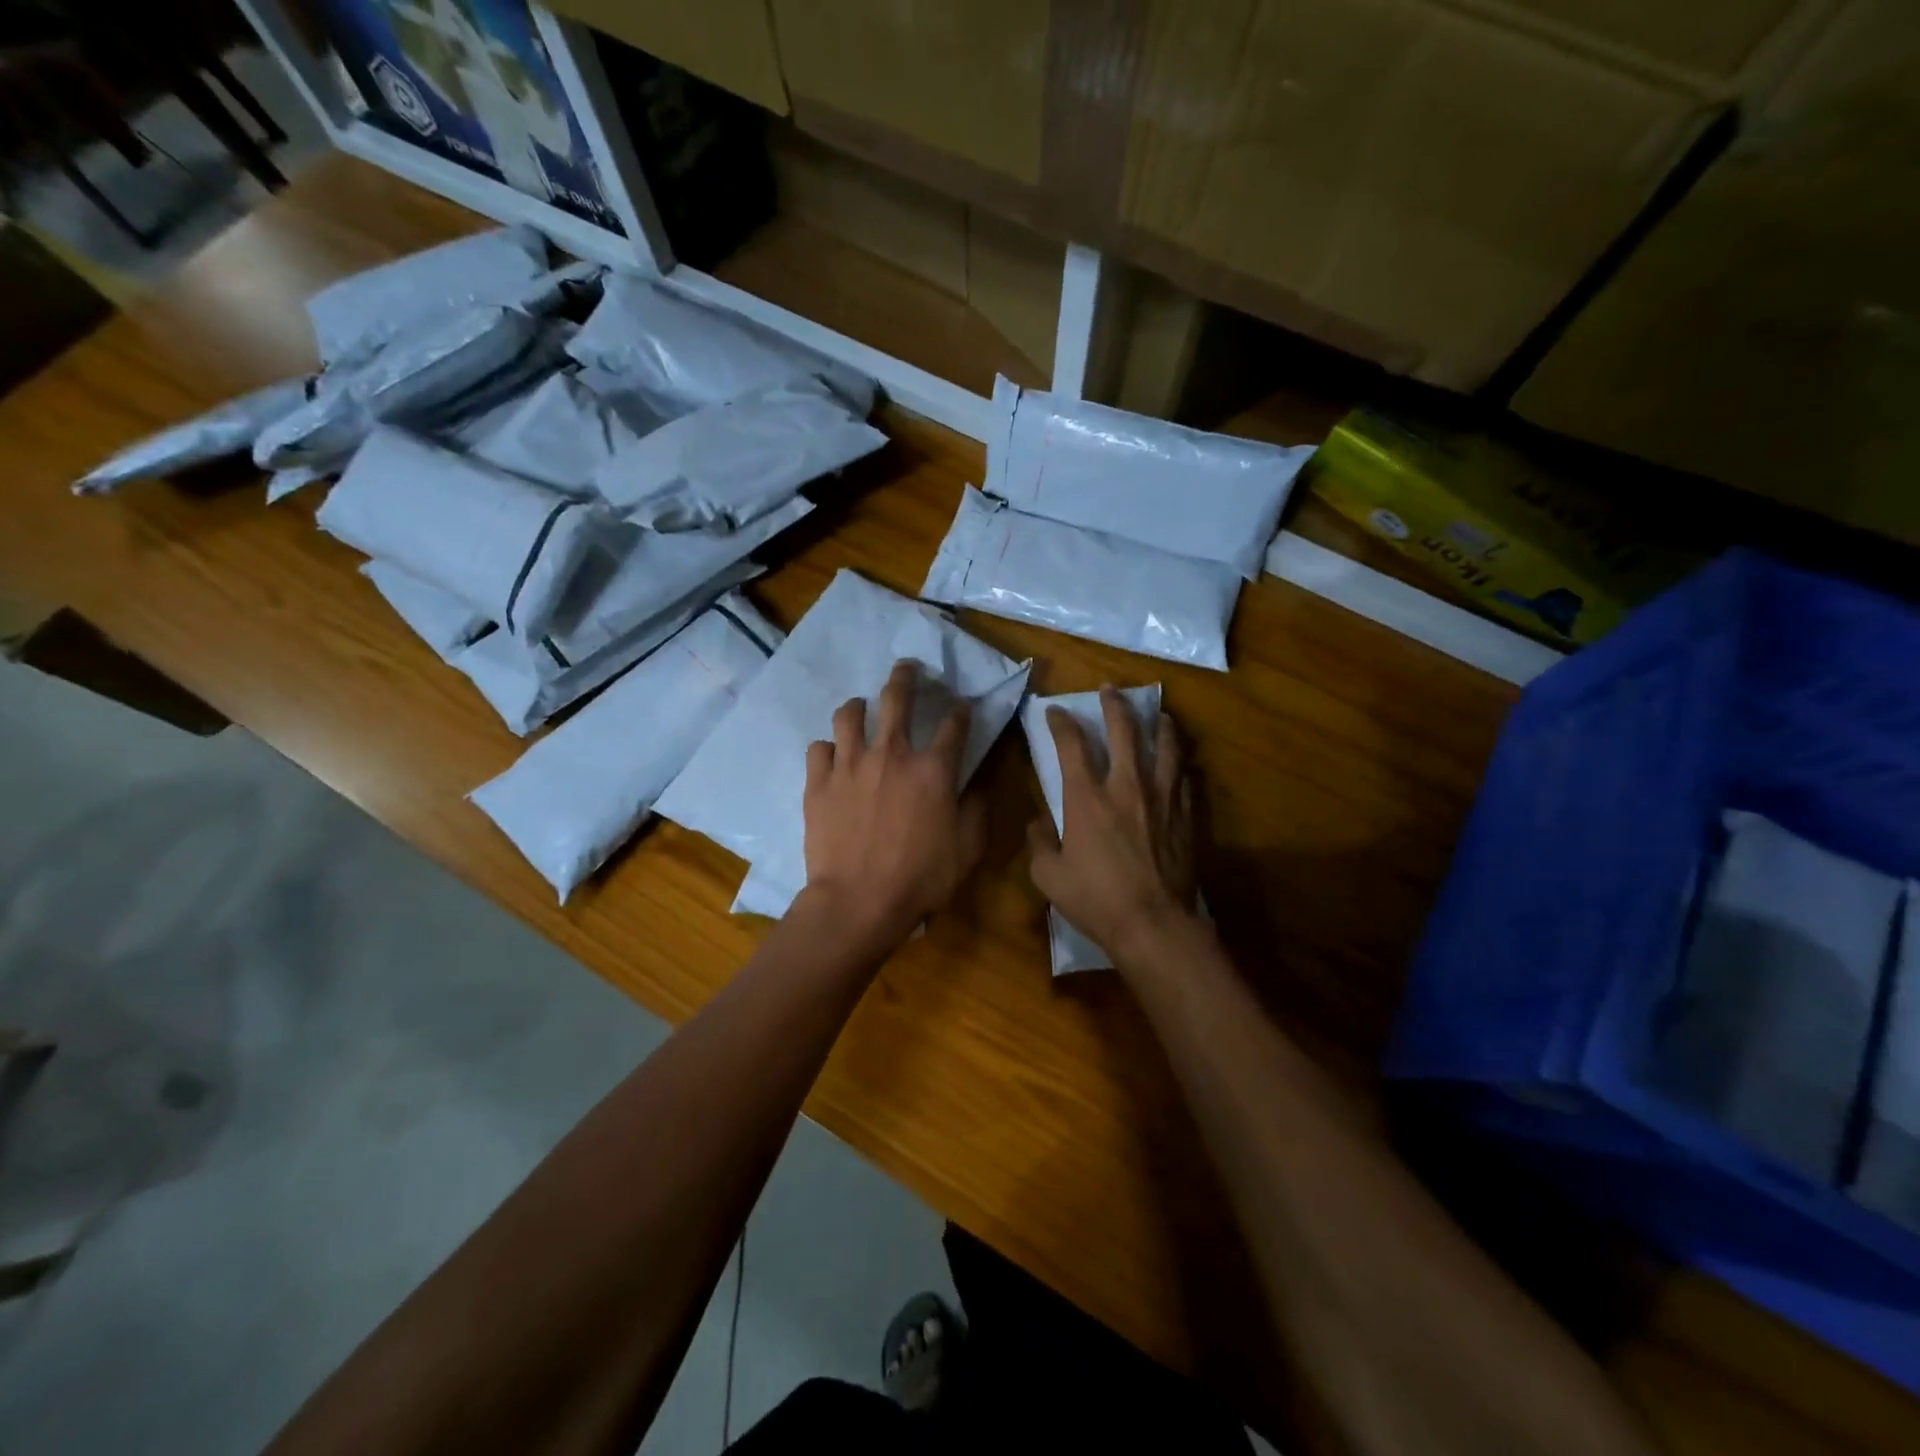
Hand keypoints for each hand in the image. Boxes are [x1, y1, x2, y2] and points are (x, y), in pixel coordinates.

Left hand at [802, 660, 988, 945]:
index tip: (962, 706)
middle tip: (906, 667)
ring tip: (859, 708)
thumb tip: (977, 783)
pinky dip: (828, 749)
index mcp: (933, 769)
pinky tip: (832, 757)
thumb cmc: (920, 878)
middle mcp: (891, 754)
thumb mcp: (968, 849)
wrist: (858, 902)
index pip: (954, 725)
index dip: (961, 711)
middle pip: (897, 698)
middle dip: (905, 676)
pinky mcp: (818, 782)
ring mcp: (850, 764)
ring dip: (858, 707)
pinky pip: (819, 748)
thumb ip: (977, 809)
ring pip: (850, 714)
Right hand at [1028, 687, 1198, 966]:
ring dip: (1159, 725)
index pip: (1071, 745)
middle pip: (1124, 731)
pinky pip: (1184, 780)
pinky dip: (1178, 766)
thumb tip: (1040, 822)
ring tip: (1158, 714)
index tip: (1054, 711)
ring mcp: (1161, 799)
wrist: (1153, 924)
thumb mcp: (1048, 876)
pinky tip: (1178, 765)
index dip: (1061, 722)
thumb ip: (1039, 843)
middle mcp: (1125, 786)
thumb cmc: (1095, 900)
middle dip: (1115, 705)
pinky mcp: (1185, 816)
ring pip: (1164, 747)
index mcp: (1087, 798)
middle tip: (1110, 690)